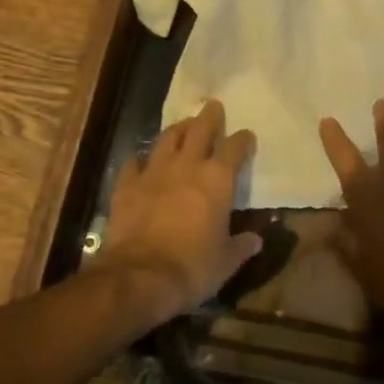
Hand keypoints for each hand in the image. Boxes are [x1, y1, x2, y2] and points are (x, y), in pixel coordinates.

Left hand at [98, 99, 262, 322]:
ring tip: (183, 126)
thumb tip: (255, 240)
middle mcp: (187, 166)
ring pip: (168, 138)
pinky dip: (141, 160)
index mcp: (218, 180)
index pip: (235, 148)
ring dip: (178, 130)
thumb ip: (241, 246)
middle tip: (213, 106)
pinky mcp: (127, 185)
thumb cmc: (193, 268)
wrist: (140, 277)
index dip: (242, 140)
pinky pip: (134, 163)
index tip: (246, 136)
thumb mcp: (226, 262)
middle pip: (200, 129)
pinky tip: (142, 162)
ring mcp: (154, 172)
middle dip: (209, 116)